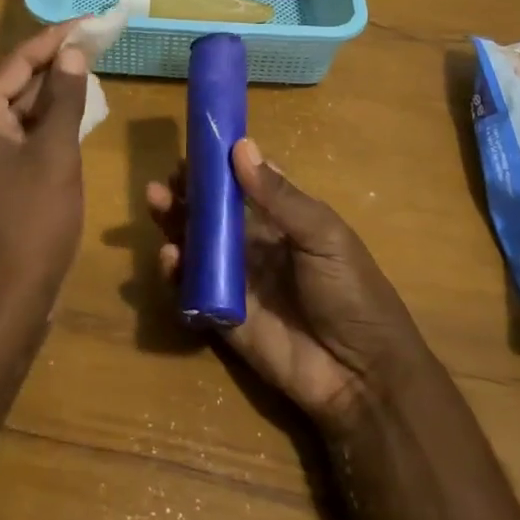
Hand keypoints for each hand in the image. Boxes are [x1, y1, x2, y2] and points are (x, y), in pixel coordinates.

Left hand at [0, 22, 90, 315]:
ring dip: (49, 94)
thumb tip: (72, 54)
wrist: (1, 303)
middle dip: (53, 65)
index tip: (88, 22)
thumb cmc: (30, 223)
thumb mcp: (55, 154)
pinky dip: (40, 123)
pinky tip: (72, 112)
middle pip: (10, 83)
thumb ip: (64, 98)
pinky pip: (11, 135)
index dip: (54, 40)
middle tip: (95, 43)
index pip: (14, 62)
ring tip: (91, 69)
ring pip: (12, 110)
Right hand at [148, 140, 433, 436]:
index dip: (217, 167)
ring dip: (173, 224)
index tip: (193, 149)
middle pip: (211, 213)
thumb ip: (278, 196)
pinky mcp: (222, 316)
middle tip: (163, 180)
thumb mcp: (323, 235)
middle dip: (186, 194)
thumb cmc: (351, 292)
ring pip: (195, 245)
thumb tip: (241, 146)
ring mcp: (236, 280)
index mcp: (281, 221)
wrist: (362, 374)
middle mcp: (254, 245)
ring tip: (156, 204)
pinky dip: (175, 272)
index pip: (242, 184)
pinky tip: (170, 257)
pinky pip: (191, 290)